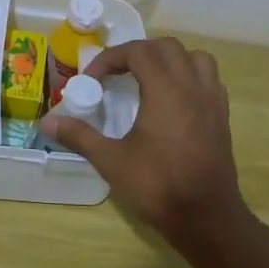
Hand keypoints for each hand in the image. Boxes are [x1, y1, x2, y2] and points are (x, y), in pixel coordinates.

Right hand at [39, 38, 250, 256]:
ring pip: (194, 58)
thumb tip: (45, 122)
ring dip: (169, 60)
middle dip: (138, 53)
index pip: (138, 52)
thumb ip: (79, 136)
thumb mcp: (111, 161)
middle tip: (116, 75)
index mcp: (166, 90)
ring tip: (148, 79)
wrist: (207, 219)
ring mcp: (212, 101)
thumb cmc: (158, 187)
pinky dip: (189, 77)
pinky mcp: (223, 117)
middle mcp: (192, 86)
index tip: (92, 81)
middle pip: (166, 48)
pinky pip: (208, 79)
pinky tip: (173, 100)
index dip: (110, 59)